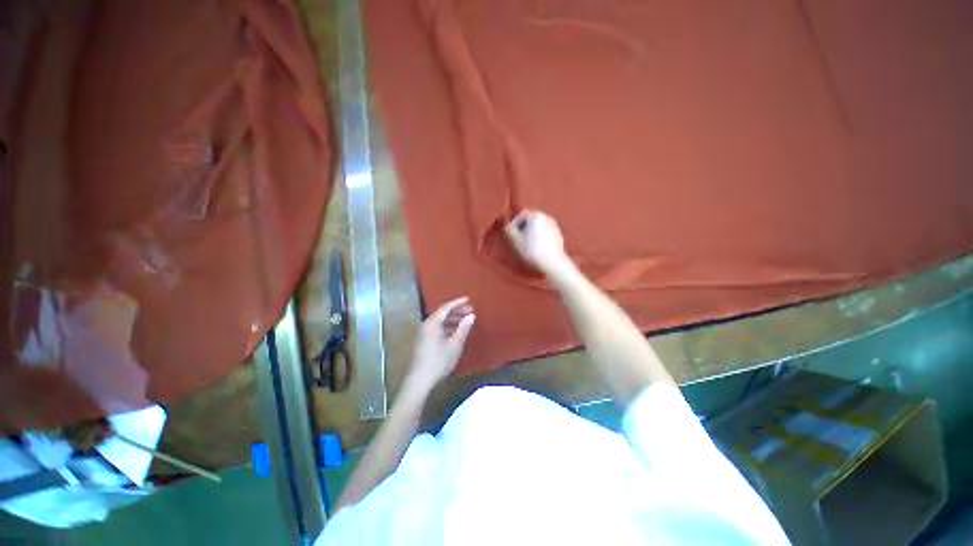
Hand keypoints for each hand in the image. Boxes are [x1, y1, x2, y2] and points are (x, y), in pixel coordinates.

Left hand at [405, 297, 475, 393]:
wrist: (419, 380)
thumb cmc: (439, 360)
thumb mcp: (455, 344)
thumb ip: (463, 328)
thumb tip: (471, 316)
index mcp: (432, 323)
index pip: (446, 307)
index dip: (458, 302)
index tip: (468, 299)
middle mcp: (426, 325)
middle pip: (442, 313)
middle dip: (457, 311)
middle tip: (470, 310)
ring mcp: (423, 334)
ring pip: (439, 322)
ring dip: (452, 319)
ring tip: (465, 321)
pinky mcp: (422, 342)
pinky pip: (436, 329)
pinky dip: (447, 327)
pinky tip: (455, 332)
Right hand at [505, 210, 573, 278]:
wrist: (551, 263)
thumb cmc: (531, 250)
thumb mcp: (514, 240)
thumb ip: (509, 229)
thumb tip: (509, 227)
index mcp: (536, 215)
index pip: (521, 216)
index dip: (514, 225)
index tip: (512, 235)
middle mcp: (547, 217)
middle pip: (531, 221)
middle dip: (524, 230)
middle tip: (518, 241)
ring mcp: (555, 227)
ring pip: (539, 228)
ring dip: (532, 235)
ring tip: (528, 247)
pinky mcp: (559, 236)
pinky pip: (546, 235)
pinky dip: (540, 240)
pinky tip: (537, 250)